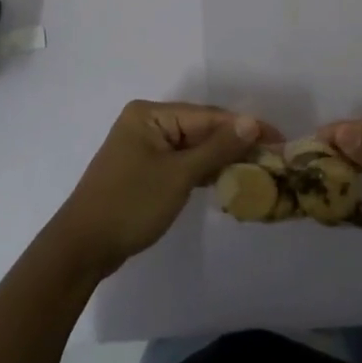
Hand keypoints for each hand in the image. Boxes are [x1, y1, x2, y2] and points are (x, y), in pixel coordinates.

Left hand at [50, 101, 274, 278]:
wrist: (82, 248)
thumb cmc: (131, 204)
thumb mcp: (179, 175)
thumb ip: (218, 147)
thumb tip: (253, 122)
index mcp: (150, 114)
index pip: (208, 116)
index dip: (245, 127)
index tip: (279, 139)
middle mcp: (147, 123)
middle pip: (202, 128)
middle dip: (235, 142)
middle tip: (273, 156)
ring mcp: (144, 147)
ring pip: (193, 146)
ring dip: (222, 157)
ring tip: (258, 168)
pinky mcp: (144, 170)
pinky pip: (182, 162)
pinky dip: (203, 170)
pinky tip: (227, 179)